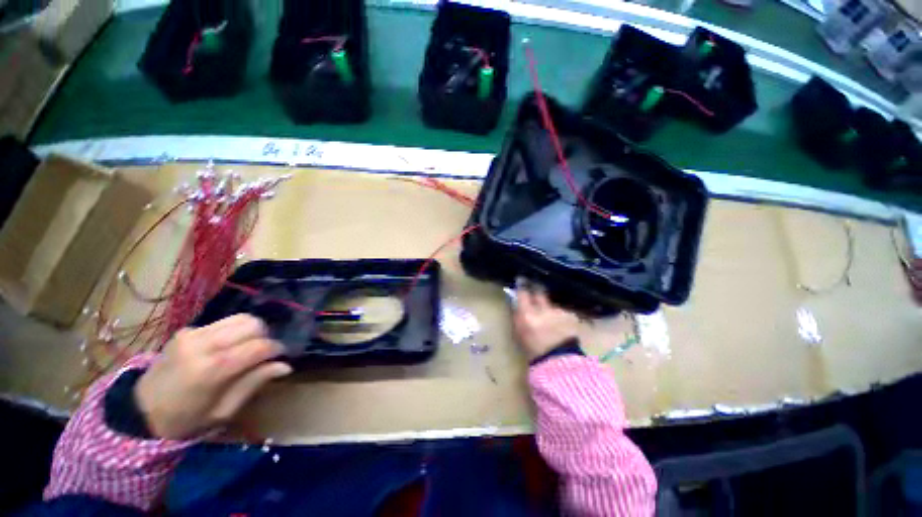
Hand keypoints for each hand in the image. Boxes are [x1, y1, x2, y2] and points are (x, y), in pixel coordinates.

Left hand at [135, 314, 291, 439]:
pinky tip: (227, 346)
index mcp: (212, 369)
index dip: (276, 349)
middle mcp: (203, 345)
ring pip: (240, 318)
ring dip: (252, 330)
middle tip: (262, 353)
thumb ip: (254, 383)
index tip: (280, 357)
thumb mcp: (224, 411)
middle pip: (252, 324)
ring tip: (247, 347)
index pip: (259, 346)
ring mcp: (192, 334)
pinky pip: (223, 322)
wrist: (140, 410)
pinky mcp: (187, 330)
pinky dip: (234, 331)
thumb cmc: (186, 419)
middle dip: (265, 336)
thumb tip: (286, 366)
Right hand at [512, 283, 580, 360]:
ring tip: (549, 313)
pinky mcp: (570, 316)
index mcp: (528, 315)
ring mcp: (558, 311)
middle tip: (534, 284)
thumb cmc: (533, 350)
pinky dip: (559, 314)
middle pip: (539, 291)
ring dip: (548, 304)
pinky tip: (559, 321)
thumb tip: (515, 302)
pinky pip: (561, 310)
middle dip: (536, 287)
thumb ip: (517, 315)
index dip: (522, 285)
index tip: (521, 279)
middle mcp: (543, 310)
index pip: (523, 293)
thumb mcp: (519, 333)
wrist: (558, 362)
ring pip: (551, 302)